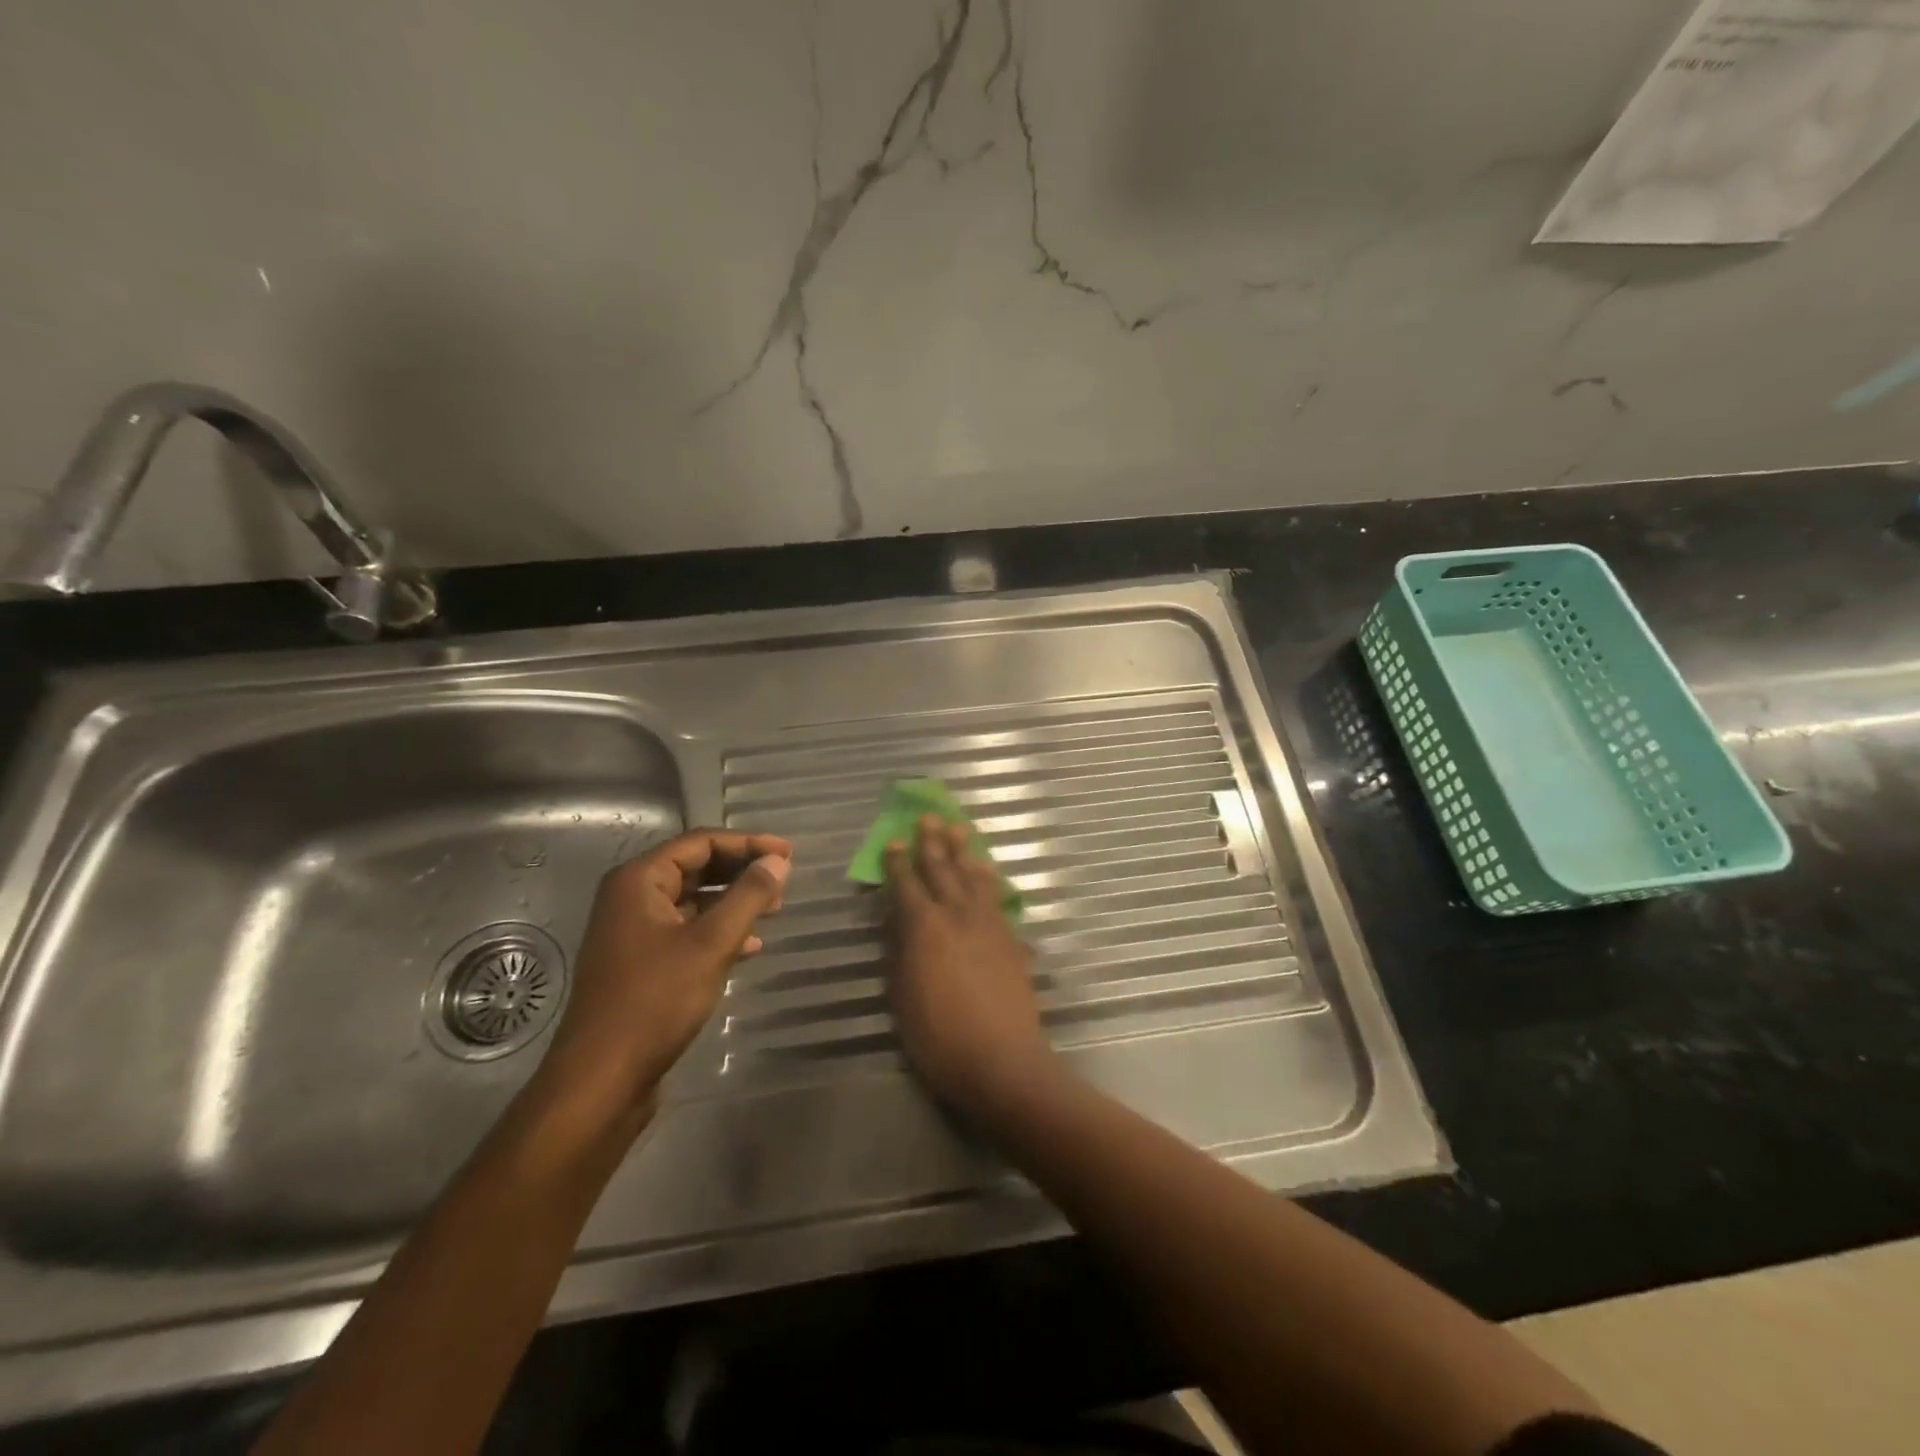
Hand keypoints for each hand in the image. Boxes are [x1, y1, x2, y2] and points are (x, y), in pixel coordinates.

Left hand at [533, 829, 791, 1129]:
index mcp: (639, 881)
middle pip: (696, 868)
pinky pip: (687, 931)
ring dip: (733, 901)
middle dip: (741, 871)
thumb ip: (748, 896)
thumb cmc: (655, 1001)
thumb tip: (778, 861)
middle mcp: (632, 898)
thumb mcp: (711, 943)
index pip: (700, 842)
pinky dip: (718, 931)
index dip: (748, 843)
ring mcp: (634, 932)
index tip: (787, 854)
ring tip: (774, 910)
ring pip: (693, 901)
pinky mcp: (641, 964)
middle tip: (783, 880)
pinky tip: (750, 946)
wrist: (602, 1079)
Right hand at [883, 816, 1053, 1116]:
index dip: (898, 862)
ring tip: (959, 828)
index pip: (906, 884)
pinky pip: (996, 897)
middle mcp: (957, 915)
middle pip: (943, 869)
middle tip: (929, 817)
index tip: (894, 840)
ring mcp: (988, 924)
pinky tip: (987, 870)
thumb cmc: (938, 1036)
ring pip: (974, 876)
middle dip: (933, 842)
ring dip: (965, 850)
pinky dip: (989, 878)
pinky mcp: (1011, 938)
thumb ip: (898, 951)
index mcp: (924, 927)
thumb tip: (893, 919)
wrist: (1001, 1059)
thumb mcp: (901, 995)